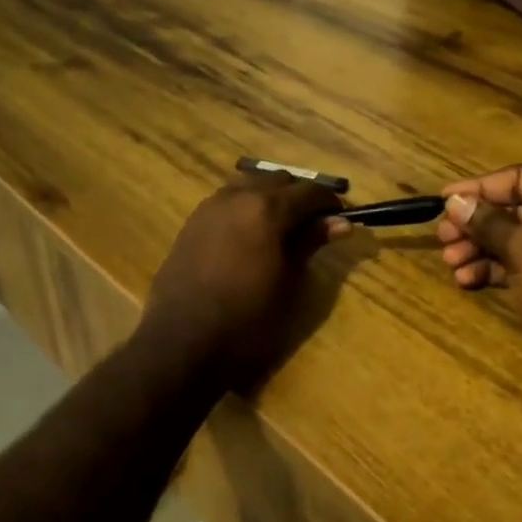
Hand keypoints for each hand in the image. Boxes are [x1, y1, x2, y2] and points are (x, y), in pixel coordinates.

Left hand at [139, 174, 349, 384]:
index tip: (340, 221)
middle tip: (313, 226)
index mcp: (267, 208)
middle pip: (279, 180)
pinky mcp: (192, 223)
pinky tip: (251, 236)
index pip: (310, 191)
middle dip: (300, 196)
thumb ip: (311, 244)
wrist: (182, 342)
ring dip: (271, 198)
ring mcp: (210, 207)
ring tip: (282, 230)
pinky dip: (246, 208)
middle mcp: (238, 196)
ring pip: (250, 185)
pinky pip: (227, 202)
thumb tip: (340, 222)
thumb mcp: (290, 283)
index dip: (330, 204)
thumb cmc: (247, 319)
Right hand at [438, 165, 521, 395]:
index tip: (444, 200)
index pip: (519, 178)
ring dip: (478, 249)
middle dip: (476, 223)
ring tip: (450, 262)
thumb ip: (488, 222)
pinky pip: (516, 268)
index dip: (479, 187)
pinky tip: (465, 279)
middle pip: (512, 210)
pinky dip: (491, 271)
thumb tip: (455, 202)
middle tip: (443, 236)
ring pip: (511, 241)